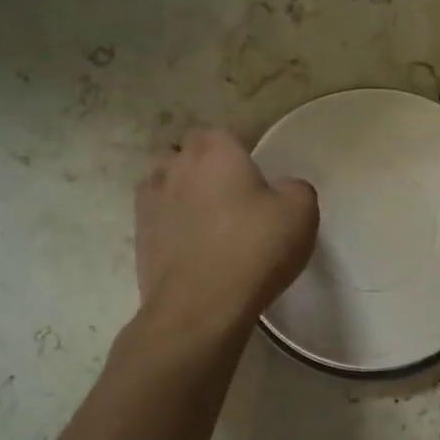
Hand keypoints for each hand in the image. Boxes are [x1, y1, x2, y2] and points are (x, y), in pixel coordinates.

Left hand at [136, 129, 317, 337]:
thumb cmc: (254, 249)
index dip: (236, 151)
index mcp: (214, 150)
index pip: (220, 133)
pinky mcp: (139, 235)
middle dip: (205, 167)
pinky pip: (157, 216)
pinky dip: (171, 223)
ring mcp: (150, 200)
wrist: (200, 306)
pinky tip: (192, 245)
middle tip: (233, 196)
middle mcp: (175, 166)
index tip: (254, 176)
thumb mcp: (301, 212)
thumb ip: (295, 188)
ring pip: (167, 182)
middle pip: (187, 154)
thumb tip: (282, 189)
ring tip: (208, 221)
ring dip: (183, 193)